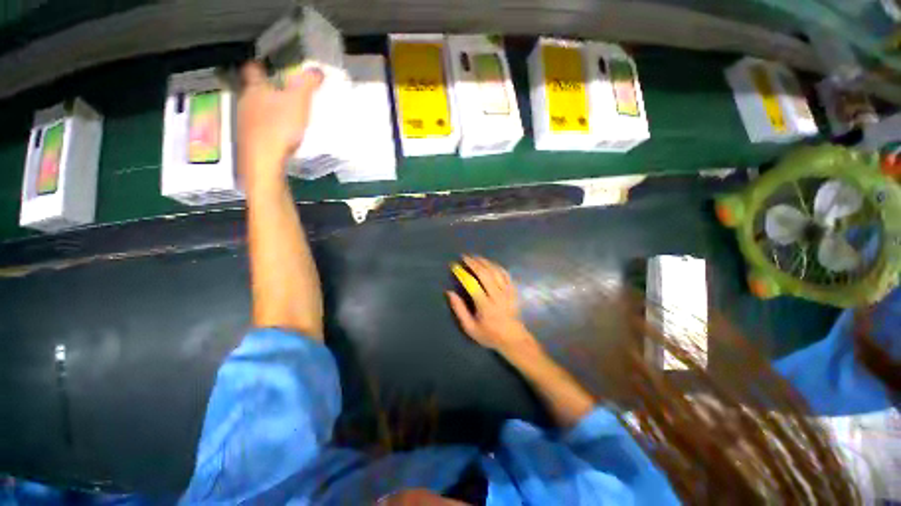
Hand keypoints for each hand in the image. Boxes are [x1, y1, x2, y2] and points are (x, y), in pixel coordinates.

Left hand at [237, 62, 322, 187]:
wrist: (264, 161)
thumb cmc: (279, 126)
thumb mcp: (298, 101)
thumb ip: (307, 84)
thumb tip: (317, 70)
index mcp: (256, 90)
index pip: (253, 69)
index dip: (260, 65)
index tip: (268, 66)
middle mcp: (245, 103)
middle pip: (254, 91)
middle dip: (267, 91)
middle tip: (283, 94)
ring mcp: (244, 123)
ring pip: (255, 110)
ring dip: (267, 111)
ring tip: (284, 117)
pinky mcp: (249, 141)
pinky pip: (258, 129)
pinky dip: (268, 129)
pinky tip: (280, 137)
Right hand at [446, 256, 537, 355]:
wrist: (513, 339)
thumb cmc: (489, 335)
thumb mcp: (470, 328)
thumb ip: (459, 310)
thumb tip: (449, 292)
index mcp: (485, 306)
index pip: (472, 285)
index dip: (462, 274)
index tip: (455, 266)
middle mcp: (497, 296)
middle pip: (485, 274)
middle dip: (473, 263)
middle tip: (464, 257)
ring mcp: (507, 292)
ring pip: (495, 271)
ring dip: (484, 262)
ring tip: (475, 257)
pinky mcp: (513, 290)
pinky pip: (505, 274)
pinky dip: (496, 266)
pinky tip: (490, 263)